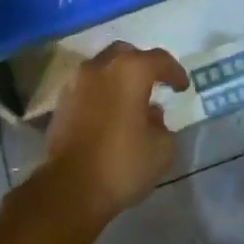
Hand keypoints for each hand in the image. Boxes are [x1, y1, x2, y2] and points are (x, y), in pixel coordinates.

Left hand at [41, 42, 188, 225]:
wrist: (69, 189)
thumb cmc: (121, 164)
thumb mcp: (161, 150)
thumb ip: (162, 125)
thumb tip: (151, 116)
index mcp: (130, 71)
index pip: (159, 59)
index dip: (174, 72)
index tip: (182, 87)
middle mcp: (100, 67)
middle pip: (126, 54)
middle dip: (142, 66)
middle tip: (153, 84)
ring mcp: (76, 83)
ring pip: (102, 68)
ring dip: (118, 79)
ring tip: (129, 101)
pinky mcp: (60, 103)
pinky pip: (87, 88)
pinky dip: (100, 93)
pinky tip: (109, 114)